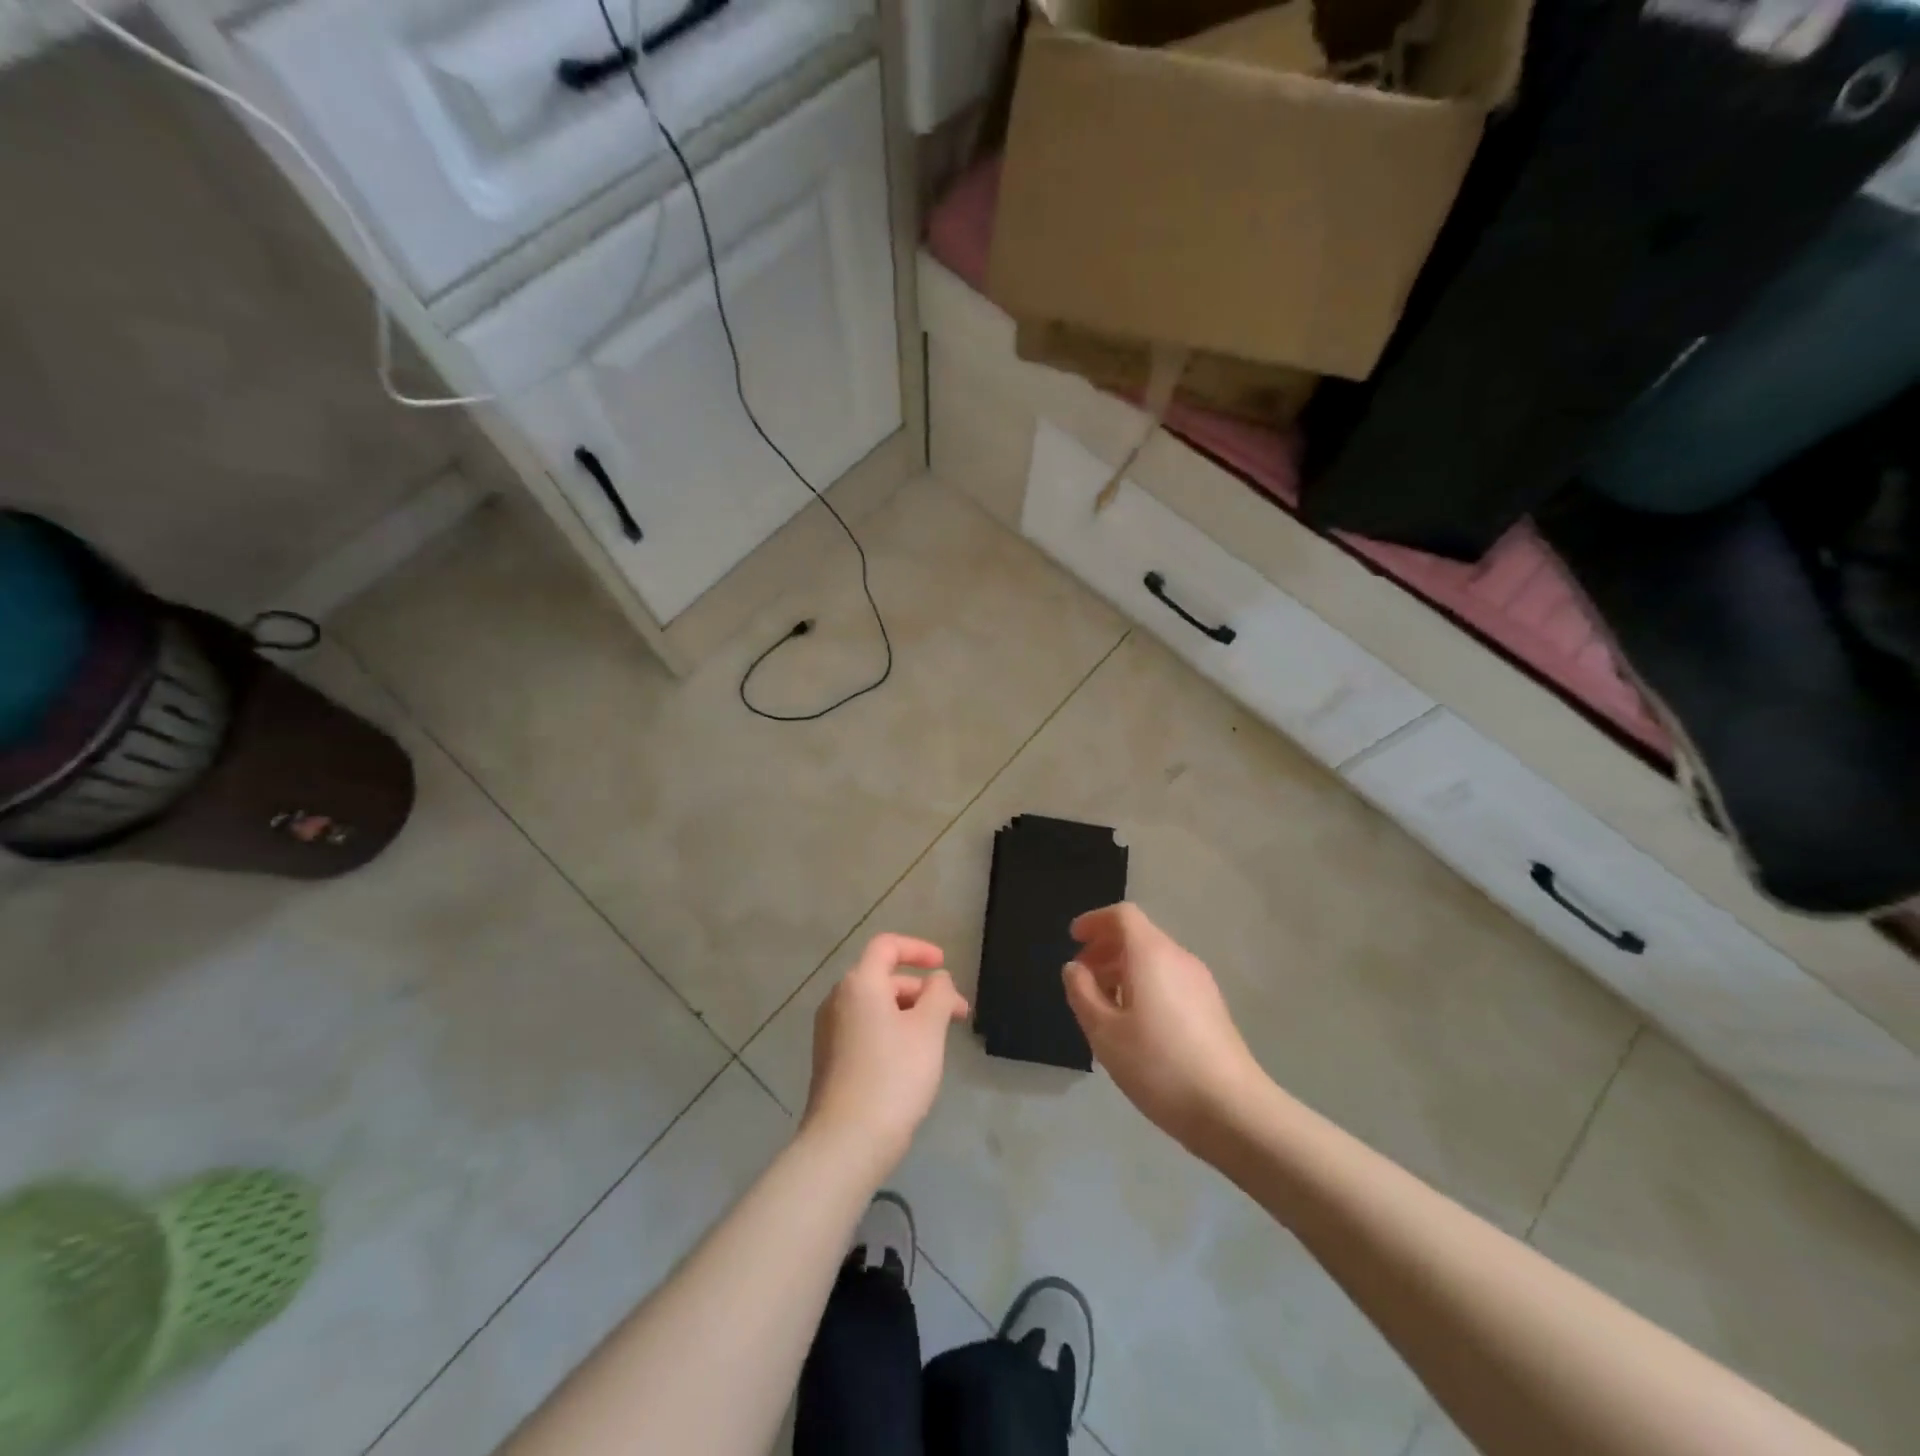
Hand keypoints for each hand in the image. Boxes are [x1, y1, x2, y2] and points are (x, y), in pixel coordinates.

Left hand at [803, 934, 968, 1176]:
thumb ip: (939, 995)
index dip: (918, 949)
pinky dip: (892, 1030)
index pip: (887, 946)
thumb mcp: (928, 1030)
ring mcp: (829, 1031)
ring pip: (876, 1006)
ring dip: (910, 1012)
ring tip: (939, 1040)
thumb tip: (937, 979)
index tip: (944, 964)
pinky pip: (865, 1029)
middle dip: (923, 990)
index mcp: (859, 984)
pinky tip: (912, 1060)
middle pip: (884, 978)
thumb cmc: (893, 1077)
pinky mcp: (830, 1059)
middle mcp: (838, 999)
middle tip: (958, 1014)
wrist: (845, 1143)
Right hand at [1064, 903, 1264, 1146]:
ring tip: (1103, 1006)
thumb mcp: (1104, 1032)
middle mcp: (1178, 958)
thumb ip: (1082, 993)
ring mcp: (1200, 983)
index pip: (1123, 915)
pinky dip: (1145, 986)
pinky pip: (1170, 980)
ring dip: (1124, 970)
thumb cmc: (1158, 1065)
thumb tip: (1074, 968)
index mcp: (1151, 954)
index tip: (1073, 939)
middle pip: (1139, 936)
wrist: (1231, 1109)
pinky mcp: (1212, 1008)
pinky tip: (1135, 1025)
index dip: (1095, 921)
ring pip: (1155, 960)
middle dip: (1106, 949)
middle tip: (1081, 977)